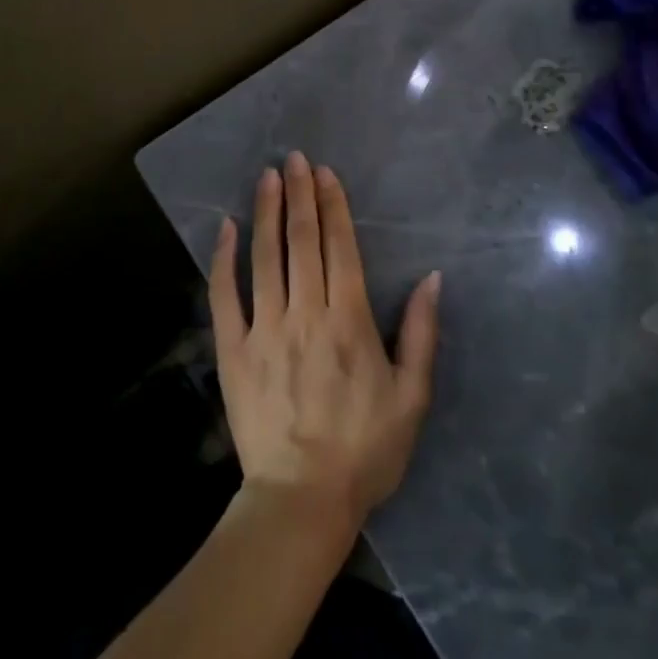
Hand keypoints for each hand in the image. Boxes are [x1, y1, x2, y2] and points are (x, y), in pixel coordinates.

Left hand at [208, 151, 441, 540]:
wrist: (302, 500)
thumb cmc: (365, 448)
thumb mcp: (412, 397)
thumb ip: (423, 333)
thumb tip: (433, 278)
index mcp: (348, 321)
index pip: (340, 248)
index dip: (333, 205)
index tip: (324, 173)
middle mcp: (306, 314)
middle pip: (302, 242)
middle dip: (299, 195)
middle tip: (293, 159)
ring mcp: (265, 330)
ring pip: (265, 258)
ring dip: (266, 213)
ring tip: (265, 177)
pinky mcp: (233, 350)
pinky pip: (225, 296)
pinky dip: (224, 259)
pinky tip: (225, 228)